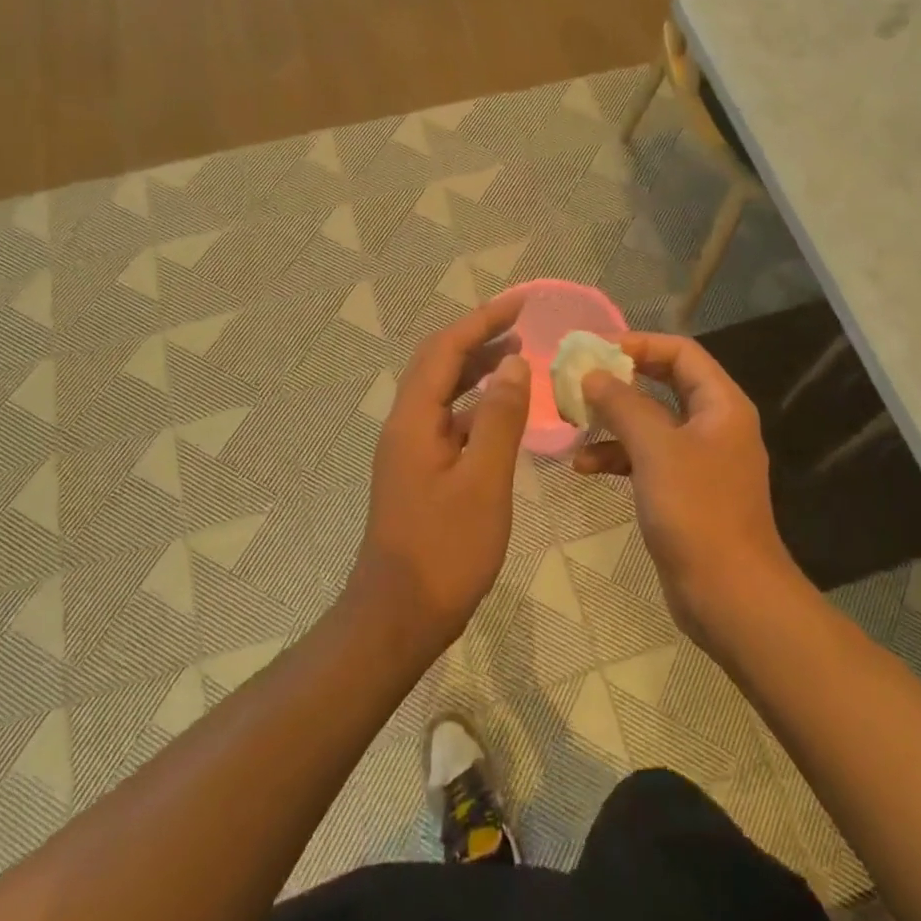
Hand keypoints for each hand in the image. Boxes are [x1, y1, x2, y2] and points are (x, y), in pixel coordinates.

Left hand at [348, 294, 530, 658]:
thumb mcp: (483, 482)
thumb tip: (513, 364)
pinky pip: (450, 423)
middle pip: (439, 365)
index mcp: (414, 420)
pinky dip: (477, 408)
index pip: (445, 350)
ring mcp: (411, 451)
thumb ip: (499, 419)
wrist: (398, 617)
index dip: (481, 320)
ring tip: (518, 358)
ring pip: (444, 394)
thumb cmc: (444, 551)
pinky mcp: (421, 474)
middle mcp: (406, 426)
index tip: (520, 303)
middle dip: (478, 338)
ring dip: (478, 371)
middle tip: (522, 324)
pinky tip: (505, 415)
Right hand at [574, 333, 805, 649]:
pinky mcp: (683, 489)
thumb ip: (623, 405)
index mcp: (721, 404)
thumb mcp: (655, 449)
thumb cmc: (696, 511)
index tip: (595, 349)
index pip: (681, 352)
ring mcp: (699, 459)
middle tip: (578, 378)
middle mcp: (714, 424)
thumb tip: (593, 374)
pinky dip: (617, 456)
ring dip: (613, 420)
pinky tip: (583, 466)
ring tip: (572, 421)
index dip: (639, 343)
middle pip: (664, 383)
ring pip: (651, 422)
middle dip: (621, 381)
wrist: (729, 594)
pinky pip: (647, 458)